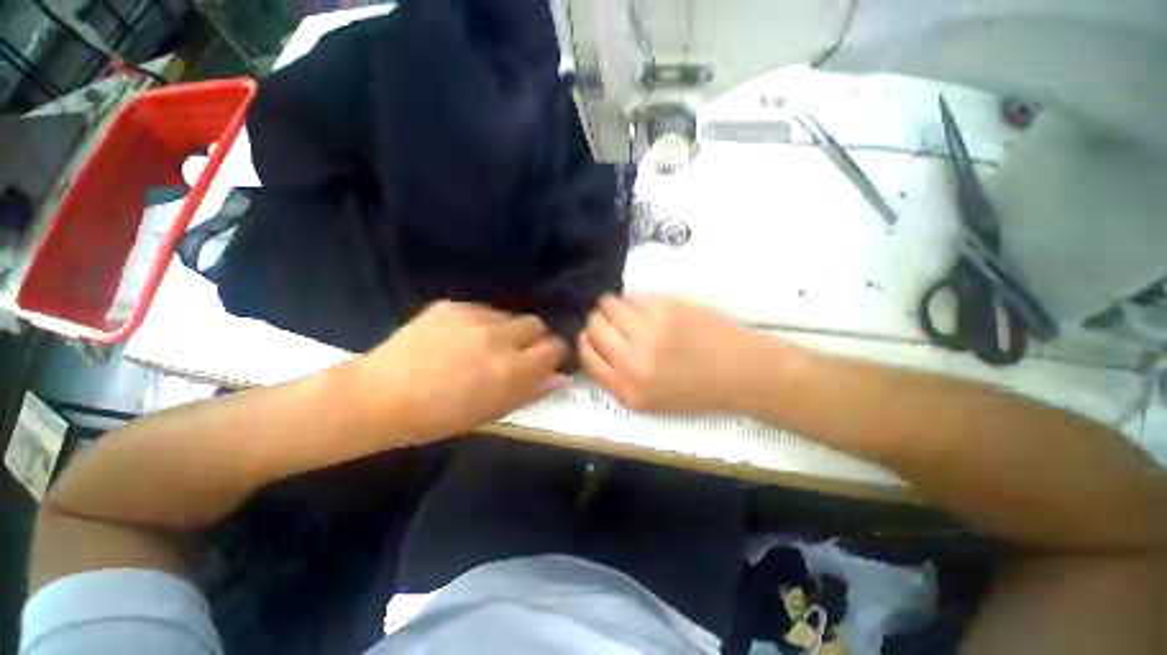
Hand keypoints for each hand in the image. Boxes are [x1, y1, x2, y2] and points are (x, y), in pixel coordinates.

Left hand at [352, 301, 566, 440]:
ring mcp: (472, 317)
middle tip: (515, 354)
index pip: (553, 347)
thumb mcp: (491, 413)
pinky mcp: (451, 306)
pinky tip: (458, 339)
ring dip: (505, 331)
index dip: (554, 353)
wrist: (378, 397)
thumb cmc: (438, 418)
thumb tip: (559, 378)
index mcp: (510, 369)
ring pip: (508, 316)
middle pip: (535, 323)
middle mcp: (497, 337)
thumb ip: (530, 391)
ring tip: (481, 347)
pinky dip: (480, 324)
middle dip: (532, 338)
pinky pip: (481, 310)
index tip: (546, 361)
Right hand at [579, 294, 768, 412]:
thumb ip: (617, 378)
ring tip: (625, 309)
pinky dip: (633, 298)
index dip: (586, 340)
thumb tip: (594, 346)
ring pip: (609, 306)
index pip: (587, 355)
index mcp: (627, 390)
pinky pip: (633, 295)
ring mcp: (649, 331)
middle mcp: (633, 361)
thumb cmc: (697, 391)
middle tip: (609, 319)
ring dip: (611, 305)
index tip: (592, 334)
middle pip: (594, 327)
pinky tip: (644, 305)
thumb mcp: (650, 401)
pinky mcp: (666, 308)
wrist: (743, 374)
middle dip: (596, 320)